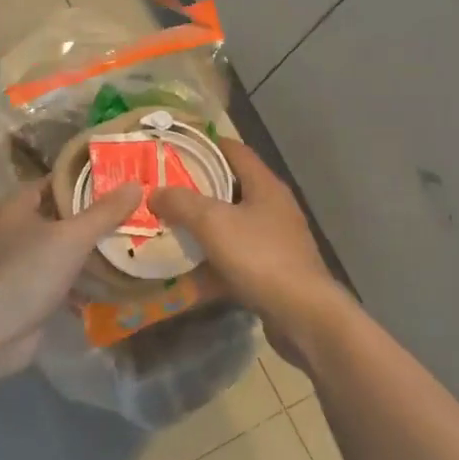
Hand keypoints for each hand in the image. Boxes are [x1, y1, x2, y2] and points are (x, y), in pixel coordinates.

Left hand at [0, 180, 143, 375]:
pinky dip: (81, 279)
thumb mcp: (73, 236)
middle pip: (60, 215)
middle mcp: (14, 230)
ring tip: (127, 245)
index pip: (55, 182)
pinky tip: (111, 282)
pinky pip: (60, 277)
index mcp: (16, 206)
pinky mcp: (27, 291)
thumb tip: (136, 185)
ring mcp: (19, 262)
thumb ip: (104, 212)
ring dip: (89, 250)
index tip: (117, 182)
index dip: (85, 181)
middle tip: (129, 214)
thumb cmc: (31, 270)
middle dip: (93, 217)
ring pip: (62, 248)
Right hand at [150, 139, 348, 364]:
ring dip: (205, 225)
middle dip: (198, 187)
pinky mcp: (275, 269)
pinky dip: (215, 257)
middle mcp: (274, 207)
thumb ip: (181, 202)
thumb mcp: (213, 223)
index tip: (174, 149)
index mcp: (265, 185)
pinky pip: (238, 255)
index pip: (234, 150)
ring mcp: (277, 239)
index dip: (205, 145)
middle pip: (232, 186)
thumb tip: (155, 193)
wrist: (304, 314)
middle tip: (165, 190)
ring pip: (234, 223)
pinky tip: (191, 269)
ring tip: (172, 226)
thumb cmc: (260, 257)